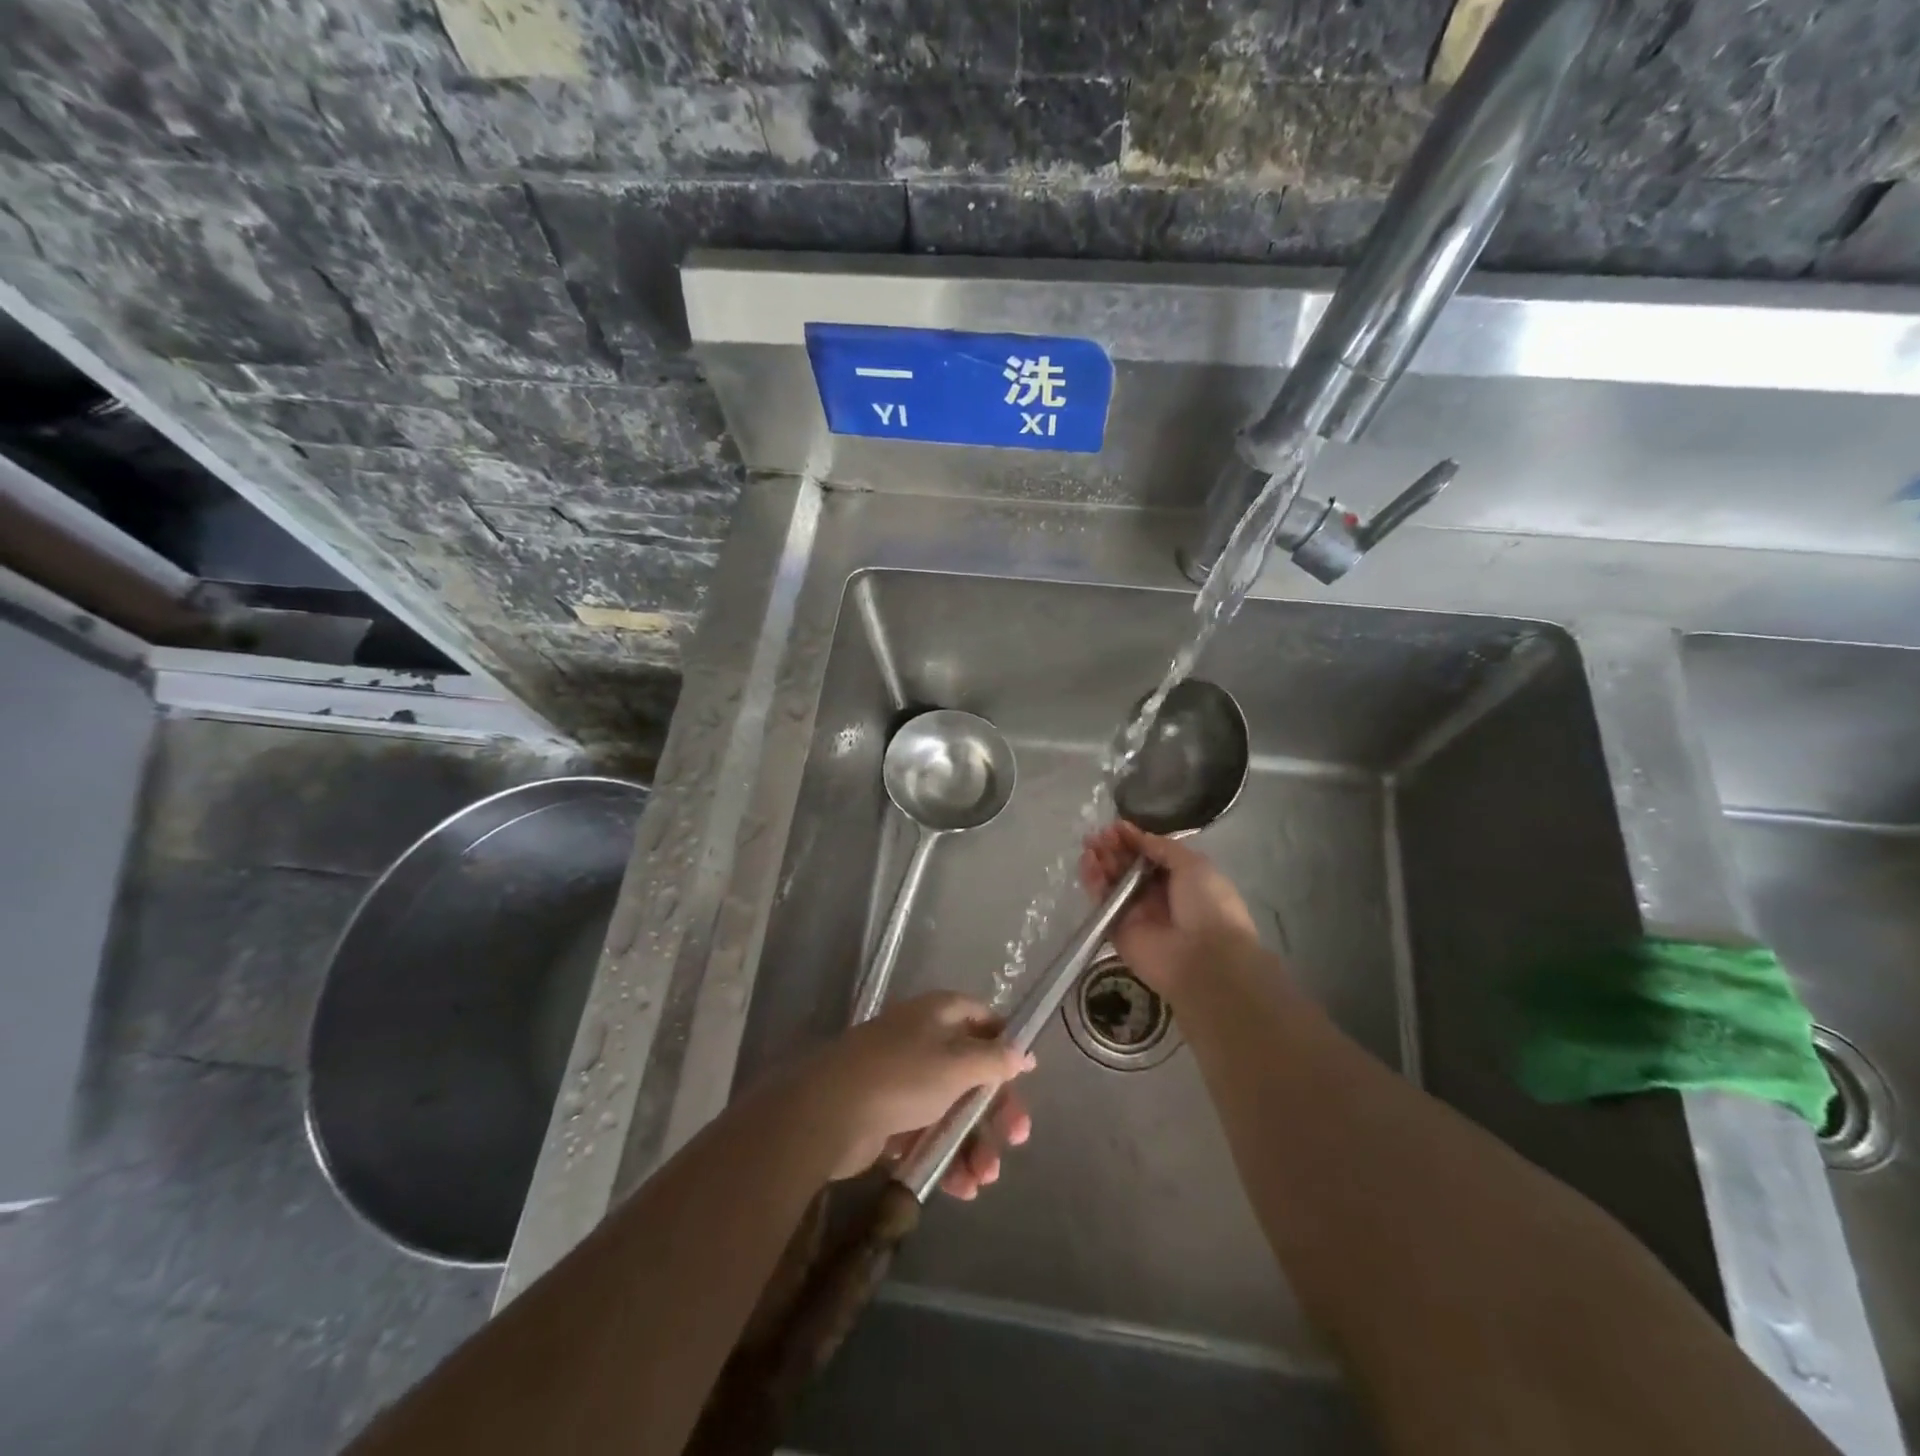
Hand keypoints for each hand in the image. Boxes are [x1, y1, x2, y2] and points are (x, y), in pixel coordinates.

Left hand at [799, 992, 1033, 1199]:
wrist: (830, 1113)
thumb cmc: (903, 1076)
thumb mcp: (957, 1063)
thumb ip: (993, 1059)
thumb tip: (1021, 1052)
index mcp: (939, 1014)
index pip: (982, 1019)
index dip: (1005, 1044)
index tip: (1026, 1075)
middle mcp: (923, 1041)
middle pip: (972, 1071)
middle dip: (995, 1108)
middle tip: (1018, 1138)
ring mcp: (905, 1080)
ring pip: (952, 1109)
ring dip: (974, 1143)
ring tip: (985, 1177)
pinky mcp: (890, 1118)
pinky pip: (928, 1135)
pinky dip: (947, 1157)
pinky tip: (962, 1188)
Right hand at [1079, 821, 1260, 998]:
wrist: (1205, 959)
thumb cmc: (1208, 906)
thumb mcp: (1194, 865)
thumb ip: (1163, 848)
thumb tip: (1138, 837)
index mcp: (1180, 879)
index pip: (1149, 854)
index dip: (1133, 839)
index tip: (1116, 826)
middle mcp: (1156, 895)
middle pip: (1127, 866)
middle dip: (1113, 848)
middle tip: (1099, 835)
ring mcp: (1135, 913)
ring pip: (1111, 882)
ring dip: (1100, 862)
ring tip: (1090, 846)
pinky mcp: (1116, 930)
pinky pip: (1102, 903)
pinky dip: (1093, 883)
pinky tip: (1089, 865)